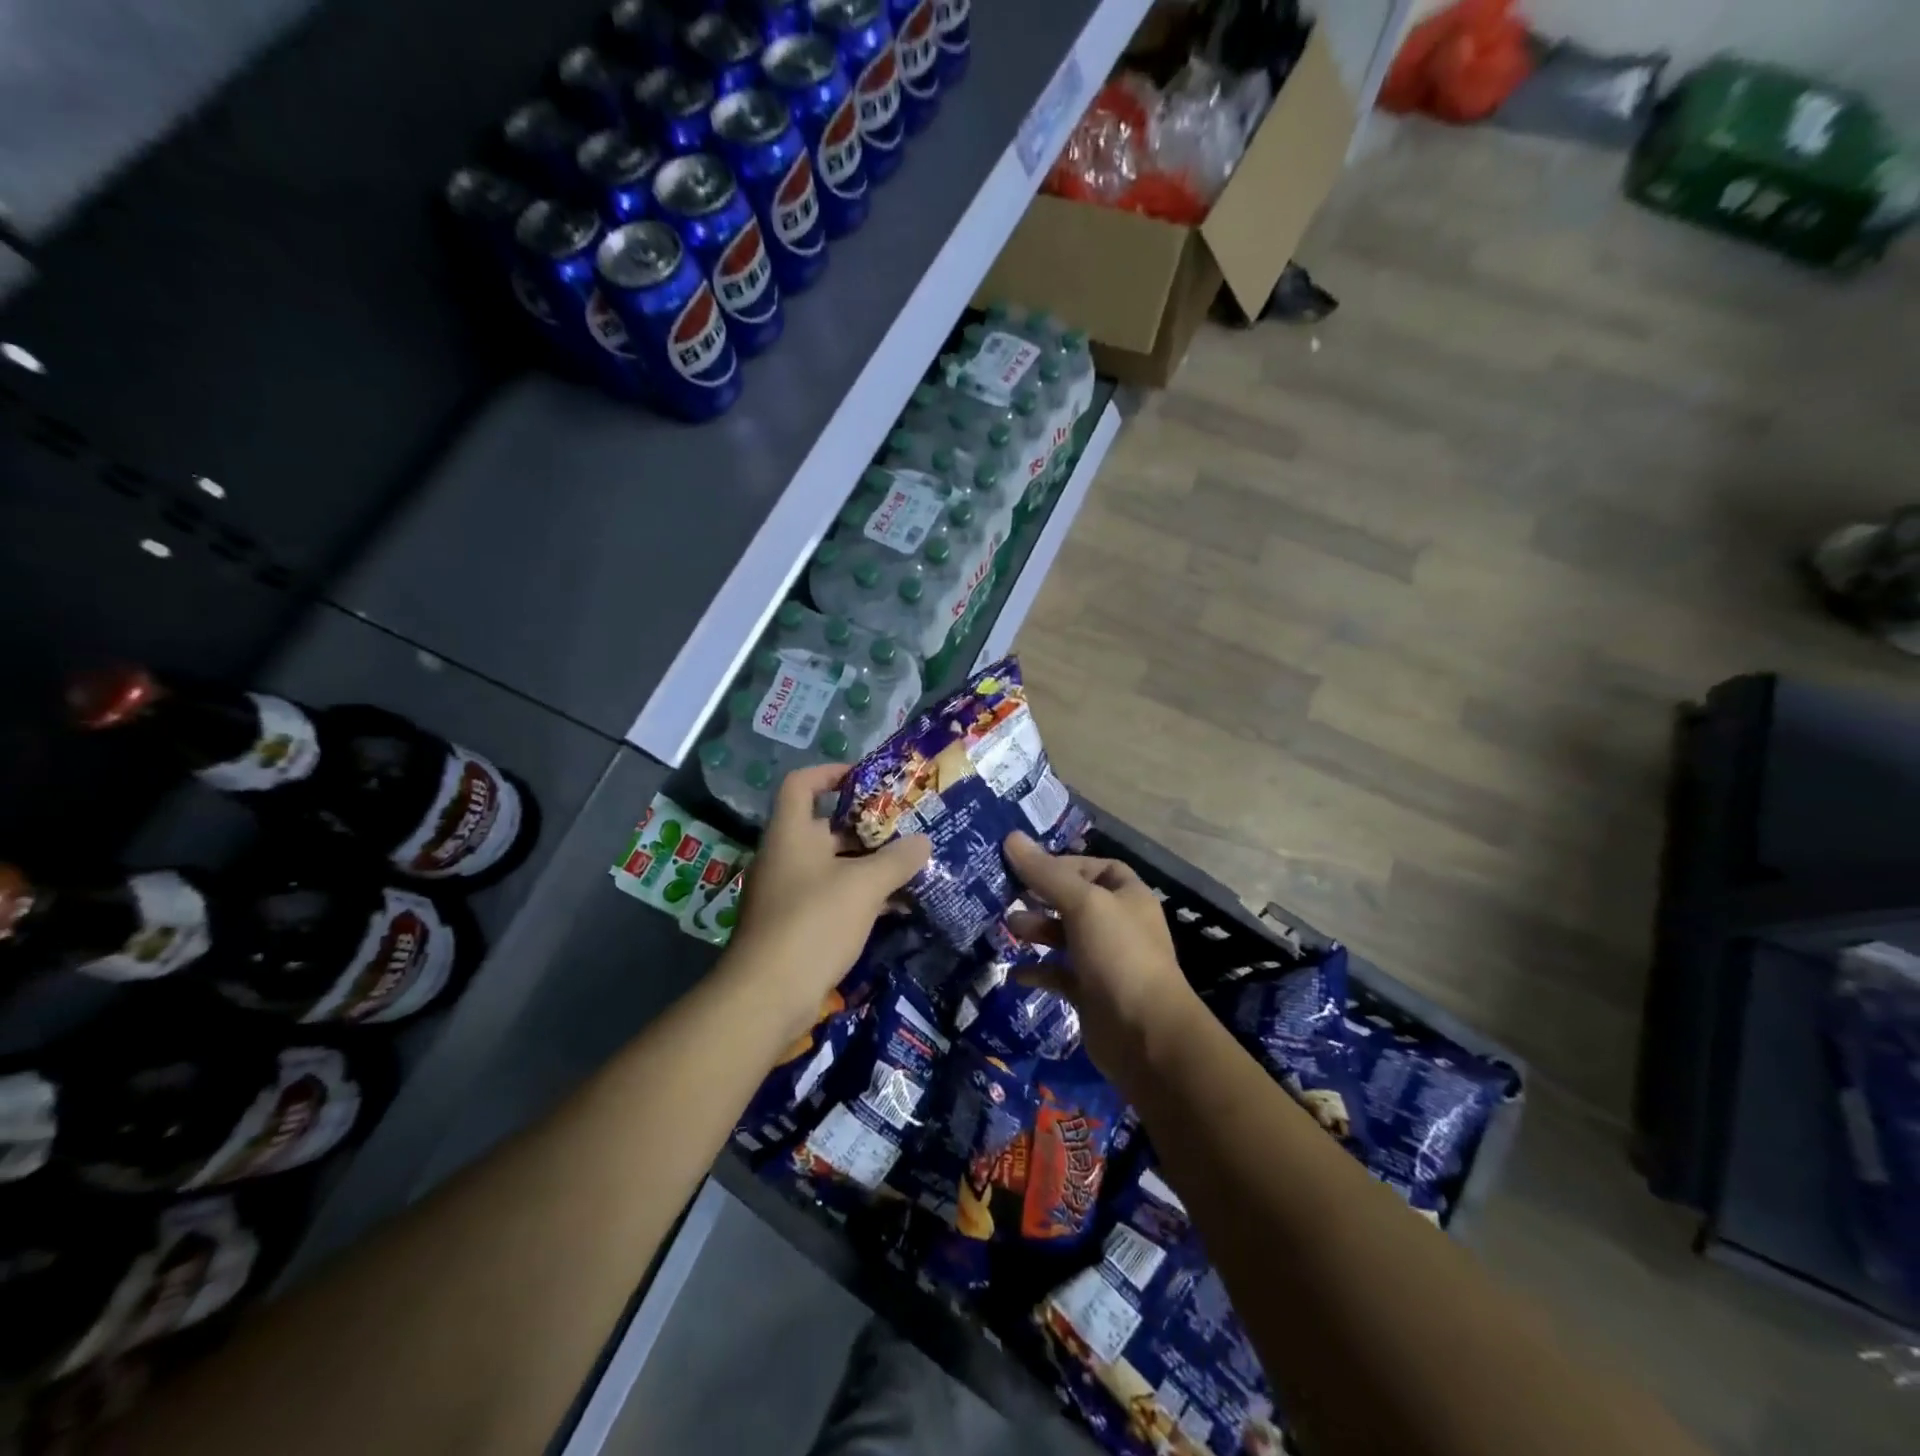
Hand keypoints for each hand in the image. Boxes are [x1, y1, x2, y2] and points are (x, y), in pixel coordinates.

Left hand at [726, 764, 930, 1023]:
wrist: (767, 995)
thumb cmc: (814, 922)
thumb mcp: (864, 886)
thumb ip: (897, 860)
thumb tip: (923, 842)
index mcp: (791, 834)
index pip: (802, 784)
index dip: (830, 772)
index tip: (865, 778)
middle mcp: (785, 857)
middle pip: (824, 827)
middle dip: (865, 826)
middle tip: (905, 827)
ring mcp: (787, 893)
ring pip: (832, 866)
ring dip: (868, 865)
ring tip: (910, 865)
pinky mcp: (795, 925)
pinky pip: (831, 897)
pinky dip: (860, 897)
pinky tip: (895, 907)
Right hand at [1003, 832, 1205, 1081]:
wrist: (1145, 1034)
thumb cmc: (1118, 955)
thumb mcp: (1082, 904)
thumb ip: (1045, 873)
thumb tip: (1010, 837)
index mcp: (1128, 896)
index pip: (1097, 868)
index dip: (1065, 864)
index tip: (1030, 868)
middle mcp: (1119, 925)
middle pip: (1076, 901)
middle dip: (1042, 898)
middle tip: (1008, 897)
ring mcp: (1105, 961)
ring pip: (1065, 937)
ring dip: (1037, 931)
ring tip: (1008, 929)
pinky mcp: (1090, 994)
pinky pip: (1059, 975)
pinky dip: (1038, 971)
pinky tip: (1013, 972)